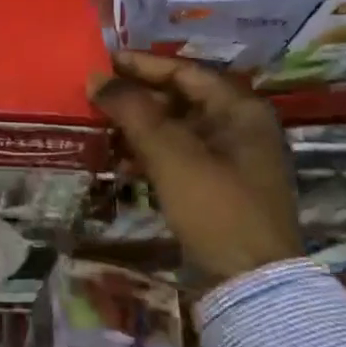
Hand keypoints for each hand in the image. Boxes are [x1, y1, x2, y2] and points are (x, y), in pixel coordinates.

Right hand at [88, 51, 301, 285]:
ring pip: (175, 128)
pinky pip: (178, 155)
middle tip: (94, 94)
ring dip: (138, 125)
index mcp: (239, 109)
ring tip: (98, 124)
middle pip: (179, 98)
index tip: (101, 61)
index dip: (140, 65)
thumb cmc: (215, 206)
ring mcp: (230, 159)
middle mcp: (239, 127)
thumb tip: (96, 77)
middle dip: (135, 96)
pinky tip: (118, 159)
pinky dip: (149, 152)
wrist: (251, 285)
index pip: (183, 71)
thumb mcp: (170, 153)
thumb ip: (132, 110)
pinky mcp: (217, 187)